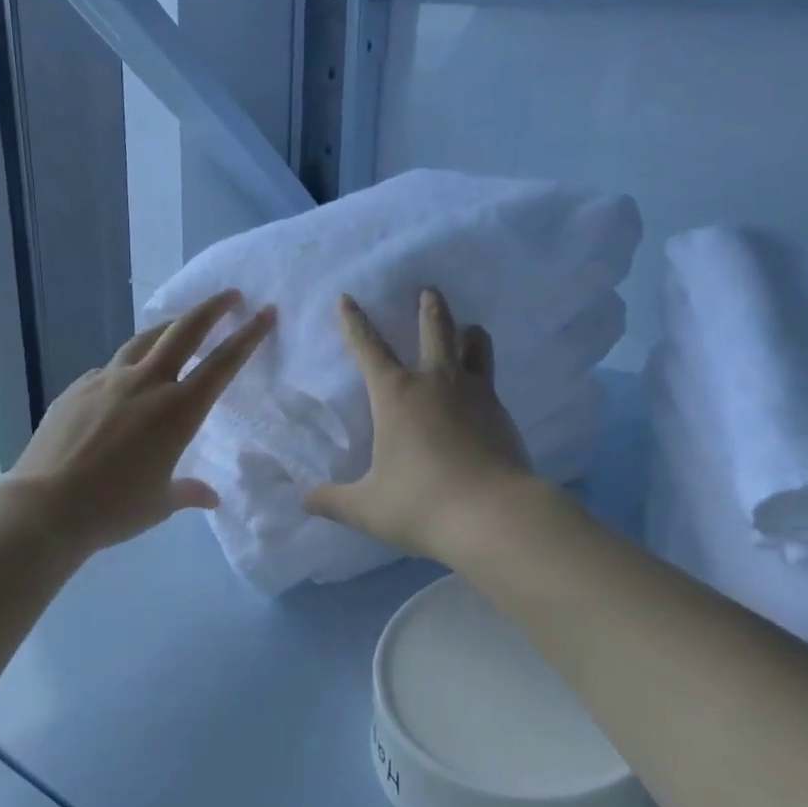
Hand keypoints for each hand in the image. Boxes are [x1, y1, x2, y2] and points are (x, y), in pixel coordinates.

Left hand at [5, 290, 274, 553]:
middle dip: (212, 308)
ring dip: (169, 327)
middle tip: (231, 295)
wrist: (43, 508)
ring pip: (145, 339)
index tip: (265, 313)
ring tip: (180, 325)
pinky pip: (110, 368)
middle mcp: (146, 384)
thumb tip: (210, 497)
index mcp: (178, 411)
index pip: (223, 364)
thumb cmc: (113, 508)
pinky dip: (128, 366)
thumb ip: (188, 492)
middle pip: (184, 330)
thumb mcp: (160, 502)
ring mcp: (107, 381)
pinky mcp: (77, 388)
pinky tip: (125, 381)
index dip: (248, 336)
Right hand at [305, 288, 533, 561]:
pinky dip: (482, 375)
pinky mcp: (502, 413)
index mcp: (397, 395)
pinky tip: (481, 395)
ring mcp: (476, 393)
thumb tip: (305, 499)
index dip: (354, 322)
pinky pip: (490, 380)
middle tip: (429, 291)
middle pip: (435, 328)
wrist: (492, 515)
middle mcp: (437, 382)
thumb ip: (333, 501)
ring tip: (467, 329)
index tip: (347, 298)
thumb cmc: (420, 504)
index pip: (369, 348)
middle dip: (429, 307)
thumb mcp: (367, 508)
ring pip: (475, 345)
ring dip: (467, 332)